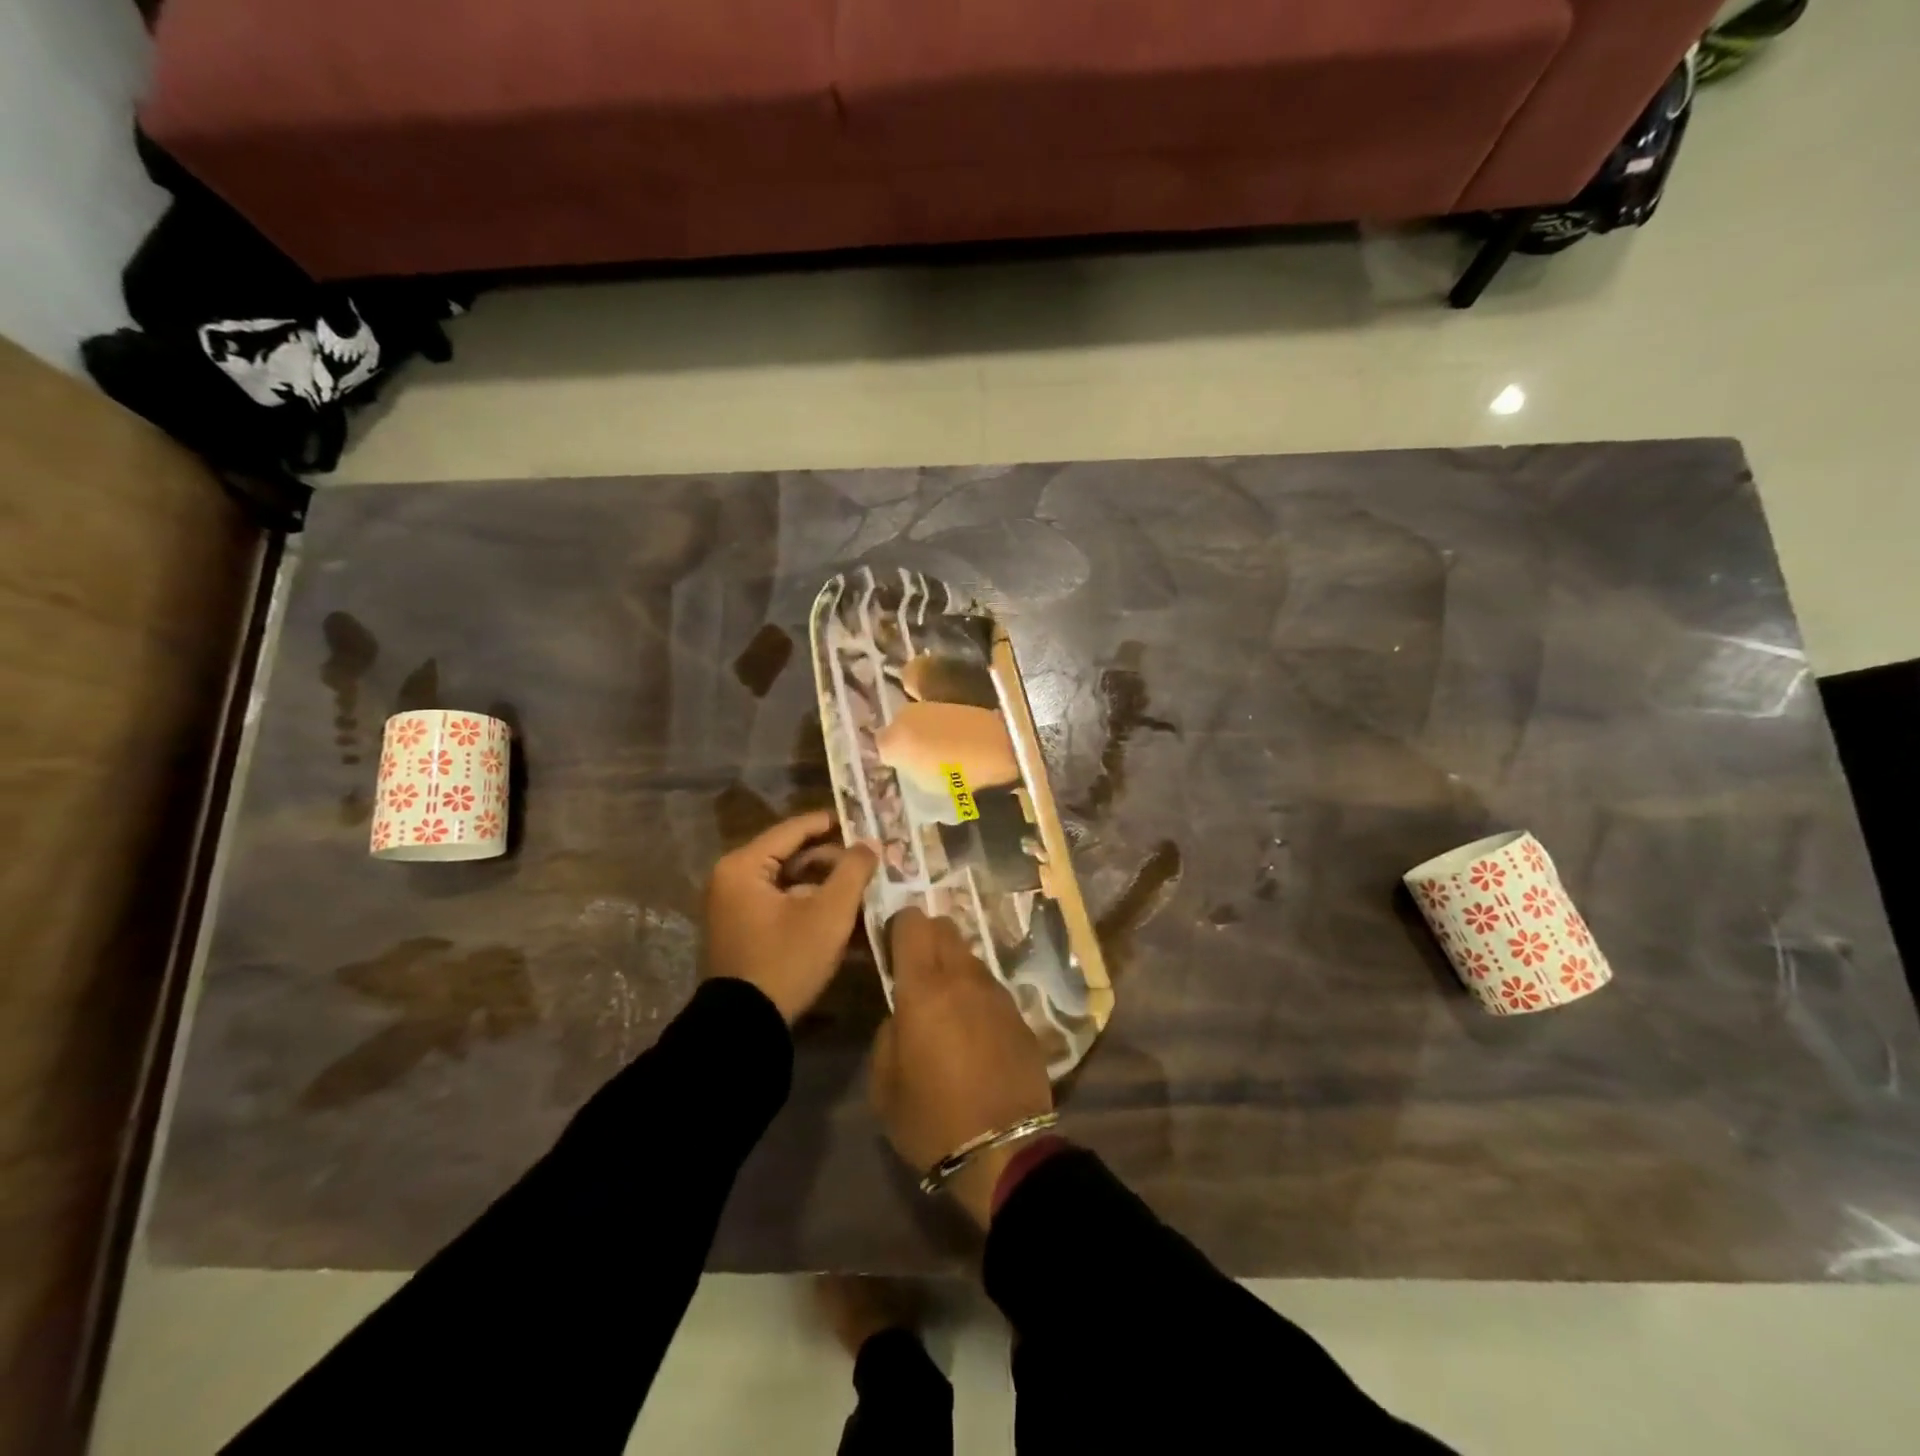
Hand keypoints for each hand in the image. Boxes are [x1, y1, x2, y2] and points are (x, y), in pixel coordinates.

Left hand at [703, 811, 876, 1023]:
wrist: (745, 1028)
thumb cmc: (786, 961)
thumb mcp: (828, 914)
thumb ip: (853, 871)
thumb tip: (869, 843)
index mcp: (744, 866)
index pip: (794, 829)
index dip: (832, 823)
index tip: (866, 820)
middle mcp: (733, 878)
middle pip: (793, 855)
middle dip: (834, 859)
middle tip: (872, 860)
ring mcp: (735, 906)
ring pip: (791, 881)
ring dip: (827, 885)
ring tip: (865, 888)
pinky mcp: (744, 929)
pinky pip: (783, 903)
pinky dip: (811, 905)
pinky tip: (845, 914)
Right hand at [870, 909, 1052, 1225]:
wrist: (1004, 1152)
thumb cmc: (932, 1120)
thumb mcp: (885, 1085)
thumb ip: (888, 1034)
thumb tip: (902, 1015)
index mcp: (924, 989)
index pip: (913, 923)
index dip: (899, 926)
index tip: (891, 946)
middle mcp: (964, 979)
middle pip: (946, 928)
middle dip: (927, 938)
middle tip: (915, 971)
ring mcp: (998, 995)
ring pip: (971, 957)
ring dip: (954, 968)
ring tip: (946, 1007)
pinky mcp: (1021, 1016)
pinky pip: (991, 989)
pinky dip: (977, 996)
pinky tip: (974, 1032)